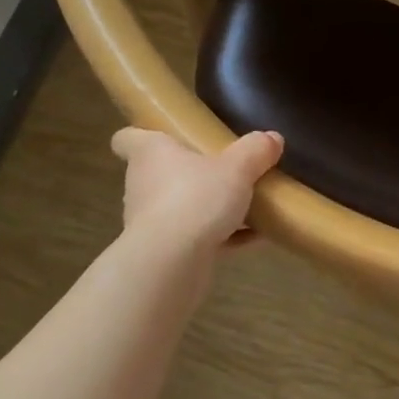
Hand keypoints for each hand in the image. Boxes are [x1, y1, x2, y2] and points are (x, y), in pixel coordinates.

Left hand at [112, 127, 283, 250]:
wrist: (172, 264)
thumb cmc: (195, 198)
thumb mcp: (237, 168)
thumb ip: (255, 151)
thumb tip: (272, 138)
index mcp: (151, 154)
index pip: (126, 139)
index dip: (140, 134)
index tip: (163, 136)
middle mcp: (143, 185)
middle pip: (159, 173)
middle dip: (188, 174)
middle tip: (221, 171)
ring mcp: (150, 222)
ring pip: (178, 207)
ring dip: (206, 208)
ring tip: (245, 207)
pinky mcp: (164, 253)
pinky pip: (196, 237)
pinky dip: (221, 236)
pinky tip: (255, 237)